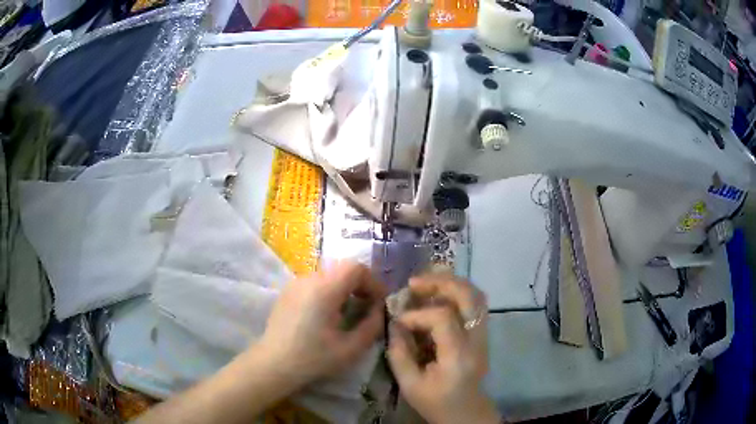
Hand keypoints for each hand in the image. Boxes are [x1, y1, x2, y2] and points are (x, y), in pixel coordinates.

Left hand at [256, 261, 385, 387]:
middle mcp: (309, 279)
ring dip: (344, 288)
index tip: (379, 302)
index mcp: (324, 289)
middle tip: (368, 307)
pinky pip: (315, 282)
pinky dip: (329, 291)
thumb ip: (372, 326)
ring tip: (348, 312)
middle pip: (342, 269)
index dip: (373, 282)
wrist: (274, 364)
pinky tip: (327, 314)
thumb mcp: (351, 348)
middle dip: (360, 285)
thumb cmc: (313, 358)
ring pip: (329, 275)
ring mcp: (295, 283)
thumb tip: (379, 310)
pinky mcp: (288, 291)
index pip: (356, 268)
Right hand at [388, 274, 499, 423]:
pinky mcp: (482, 334)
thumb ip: (399, 353)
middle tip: (414, 283)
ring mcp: (483, 335)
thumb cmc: (437, 403)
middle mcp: (477, 340)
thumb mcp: (409, 385)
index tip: (399, 321)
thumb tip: (395, 322)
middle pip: (469, 296)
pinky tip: (437, 294)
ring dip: (450, 283)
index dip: (418, 314)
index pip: (444, 318)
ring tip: (425, 283)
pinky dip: (456, 292)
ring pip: (475, 295)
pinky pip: (474, 303)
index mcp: (459, 356)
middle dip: (440, 283)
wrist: (467, 413)